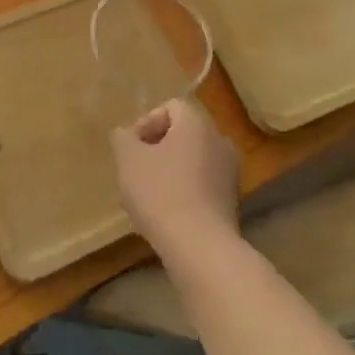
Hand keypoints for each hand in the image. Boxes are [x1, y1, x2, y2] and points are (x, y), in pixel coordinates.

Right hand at [113, 99, 240, 258]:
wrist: (200, 247)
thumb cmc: (161, 193)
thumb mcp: (128, 161)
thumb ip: (123, 139)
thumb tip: (124, 134)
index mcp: (197, 123)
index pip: (172, 107)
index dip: (146, 122)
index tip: (131, 148)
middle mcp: (220, 140)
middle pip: (183, 133)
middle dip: (156, 148)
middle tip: (135, 170)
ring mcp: (230, 172)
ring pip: (192, 160)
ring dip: (169, 170)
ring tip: (147, 195)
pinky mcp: (232, 201)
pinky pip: (202, 184)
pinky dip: (184, 190)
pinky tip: (166, 213)